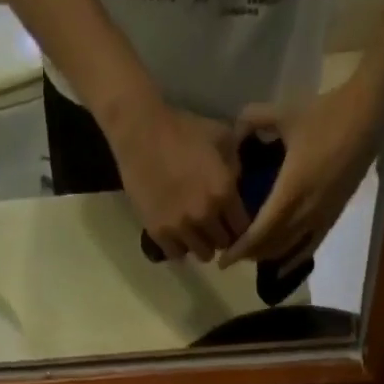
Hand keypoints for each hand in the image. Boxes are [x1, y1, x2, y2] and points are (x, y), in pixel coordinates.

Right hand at [106, 99, 249, 261]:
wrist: (140, 132)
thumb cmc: (183, 129)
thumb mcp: (222, 136)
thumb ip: (235, 165)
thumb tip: (238, 185)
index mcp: (224, 192)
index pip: (243, 227)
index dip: (239, 225)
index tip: (233, 220)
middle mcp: (205, 215)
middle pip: (223, 244)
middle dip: (222, 235)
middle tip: (215, 226)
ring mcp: (181, 227)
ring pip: (203, 254)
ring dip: (202, 244)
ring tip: (197, 232)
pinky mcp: (159, 233)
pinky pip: (177, 255)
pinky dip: (181, 248)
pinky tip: (179, 235)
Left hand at [220, 79, 381, 270]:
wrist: (368, 116)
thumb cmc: (326, 114)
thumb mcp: (286, 113)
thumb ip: (254, 119)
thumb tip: (233, 131)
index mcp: (290, 192)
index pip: (259, 234)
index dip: (240, 251)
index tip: (223, 261)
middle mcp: (305, 213)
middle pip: (270, 247)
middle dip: (249, 254)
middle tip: (232, 254)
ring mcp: (320, 218)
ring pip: (287, 250)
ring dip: (267, 255)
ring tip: (251, 254)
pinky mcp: (333, 217)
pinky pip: (308, 248)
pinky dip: (291, 257)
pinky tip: (281, 261)